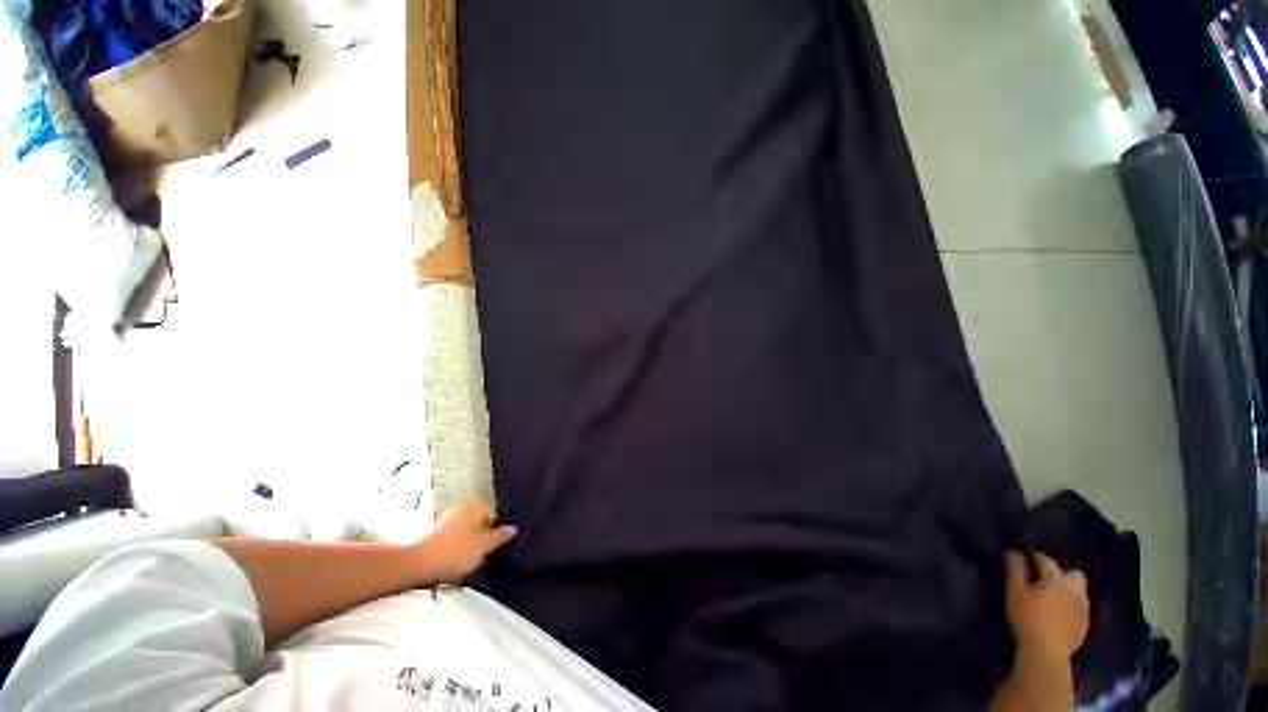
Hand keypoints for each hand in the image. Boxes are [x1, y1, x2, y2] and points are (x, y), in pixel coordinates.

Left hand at [414, 500, 516, 583]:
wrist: (416, 567)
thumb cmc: (453, 552)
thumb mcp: (484, 546)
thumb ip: (500, 536)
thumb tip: (512, 529)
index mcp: (473, 505)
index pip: (494, 514)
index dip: (498, 531)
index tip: (497, 546)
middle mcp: (460, 509)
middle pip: (481, 523)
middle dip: (485, 539)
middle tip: (487, 555)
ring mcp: (446, 522)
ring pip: (468, 534)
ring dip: (472, 547)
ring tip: (472, 563)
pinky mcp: (436, 536)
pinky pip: (456, 541)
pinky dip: (459, 551)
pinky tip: (458, 564)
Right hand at [1004, 551, 1088, 664]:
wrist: (1046, 653)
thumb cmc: (1027, 618)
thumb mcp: (1014, 592)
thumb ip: (1014, 569)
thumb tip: (1014, 552)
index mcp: (1057, 580)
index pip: (1047, 561)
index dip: (1035, 557)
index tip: (1025, 558)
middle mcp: (1075, 591)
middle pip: (1074, 574)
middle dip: (1062, 573)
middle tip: (1044, 581)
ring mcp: (1083, 610)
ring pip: (1080, 592)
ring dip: (1068, 590)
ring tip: (1052, 598)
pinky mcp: (1084, 625)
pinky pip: (1081, 609)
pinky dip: (1071, 607)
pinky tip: (1060, 615)